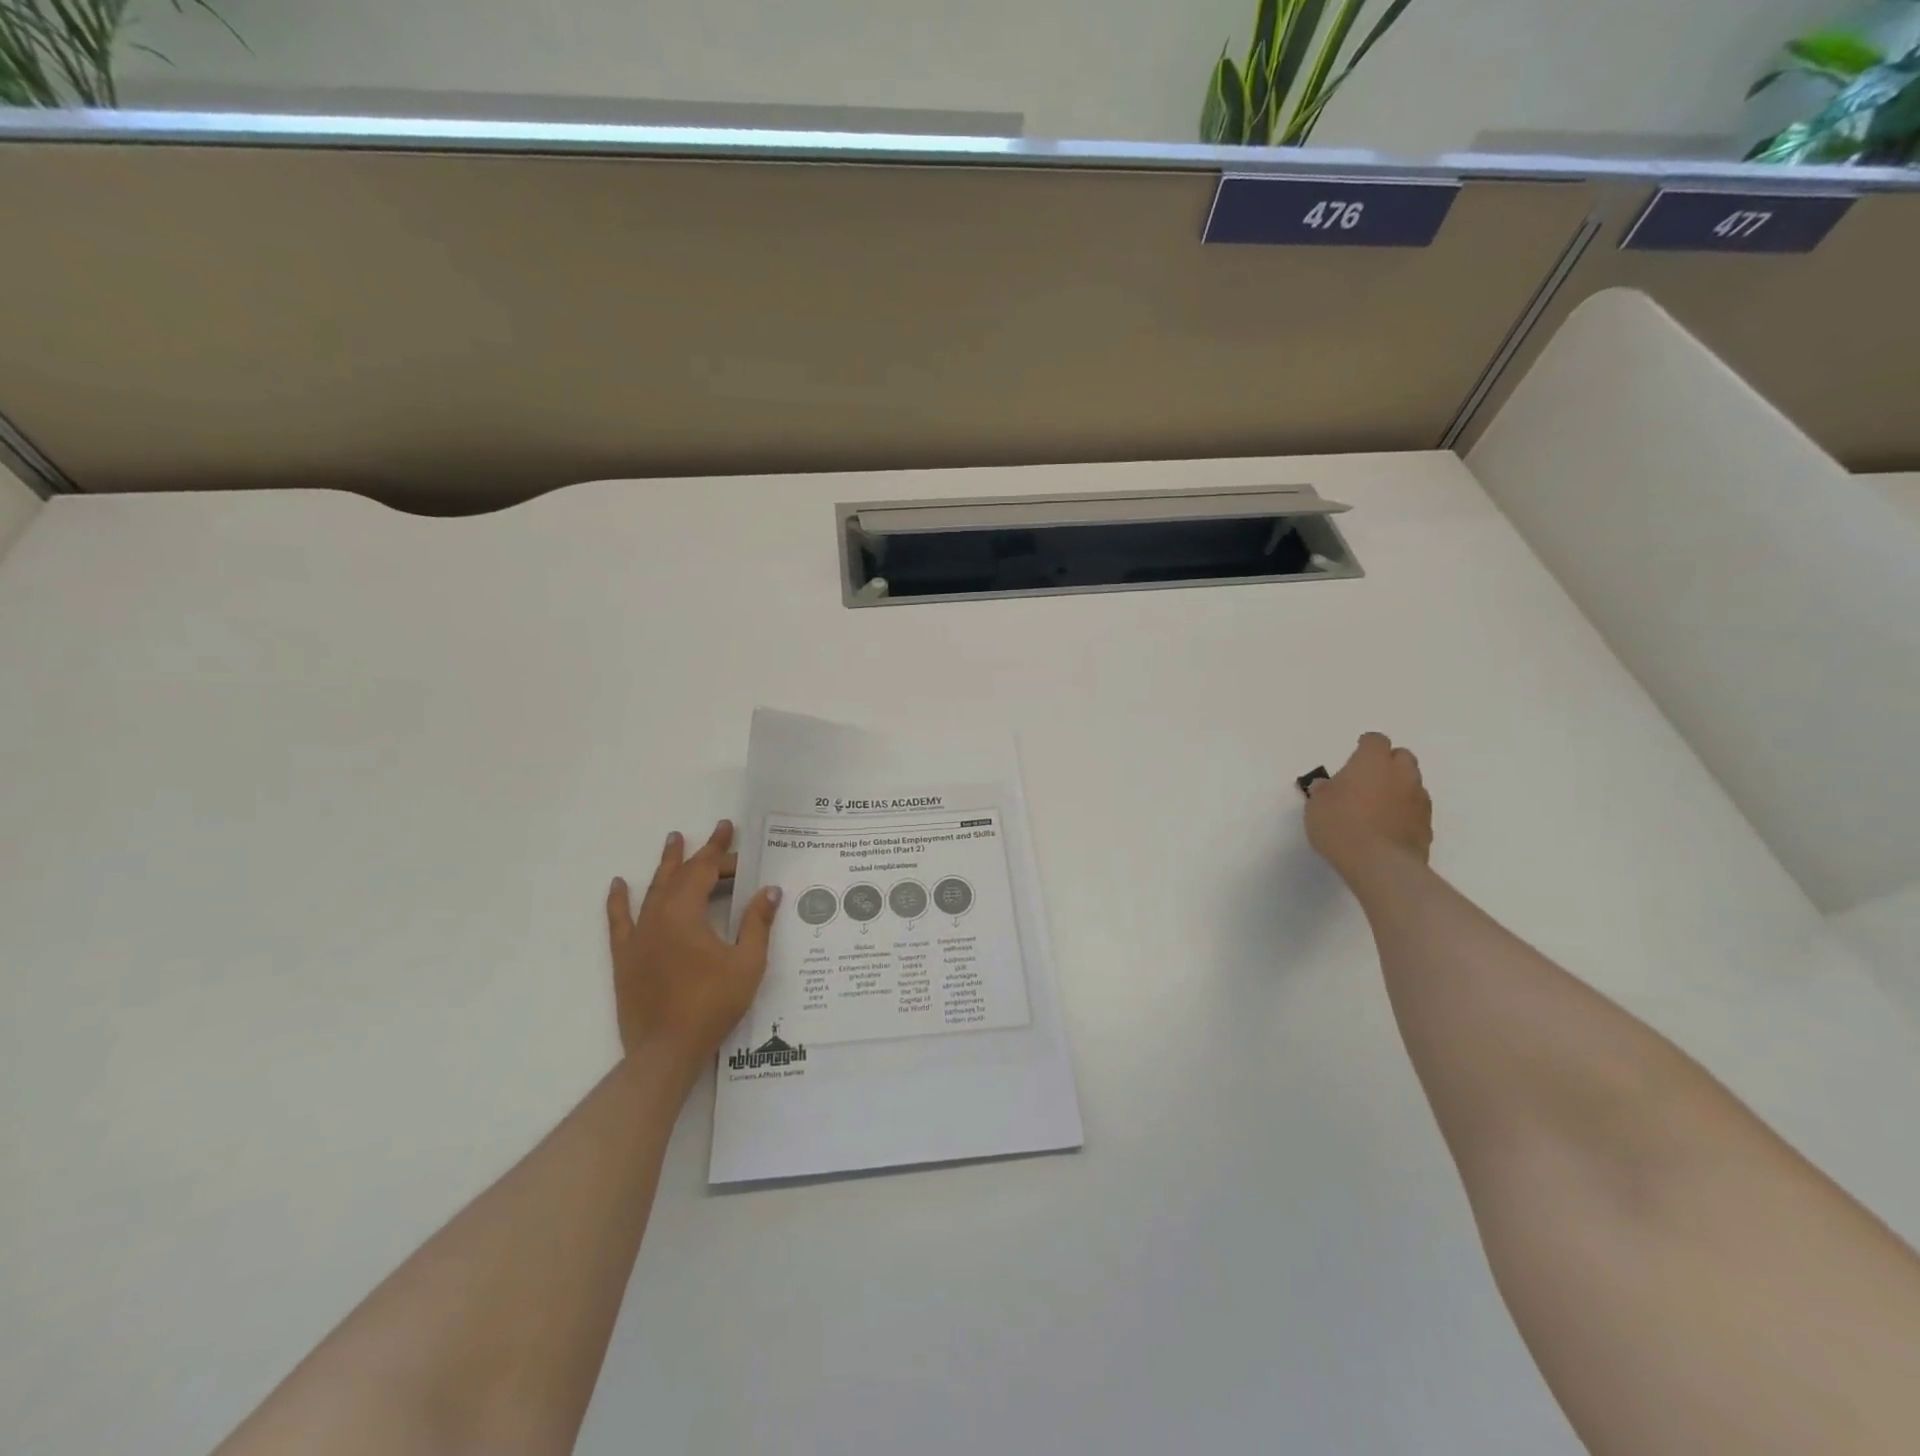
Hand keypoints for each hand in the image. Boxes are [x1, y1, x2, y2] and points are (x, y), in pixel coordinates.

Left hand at [605, 820, 781, 1078]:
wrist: (666, 1050)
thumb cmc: (712, 1004)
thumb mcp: (747, 963)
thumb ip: (757, 923)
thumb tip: (770, 891)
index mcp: (686, 913)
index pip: (705, 871)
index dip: (721, 851)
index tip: (730, 831)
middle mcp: (658, 917)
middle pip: (682, 876)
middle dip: (702, 855)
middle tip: (718, 834)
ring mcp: (638, 936)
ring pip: (653, 890)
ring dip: (666, 865)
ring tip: (673, 840)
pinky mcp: (626, 957)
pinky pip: (619, 921)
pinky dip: (619, 901)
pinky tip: (618, 884)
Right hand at [1304, 733, 1433, 880]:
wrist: (1379, 863)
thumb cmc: (1340, 824)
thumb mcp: (1316, 805)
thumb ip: (1324, 791)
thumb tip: (1327, 786)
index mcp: (1373, 762)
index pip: (1375, 740)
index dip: (1365, 746)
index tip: (1355, 755)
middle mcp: (1401, 774)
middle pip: (1402, 757)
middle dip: (1388, 763)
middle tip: (1368, 779)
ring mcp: (1419, 800)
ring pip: (1412, 784)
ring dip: (1398, 789)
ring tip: (1377, 807)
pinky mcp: (1427, 826)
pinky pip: (1416, 810)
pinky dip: (1404, 813)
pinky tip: (1388, 828)